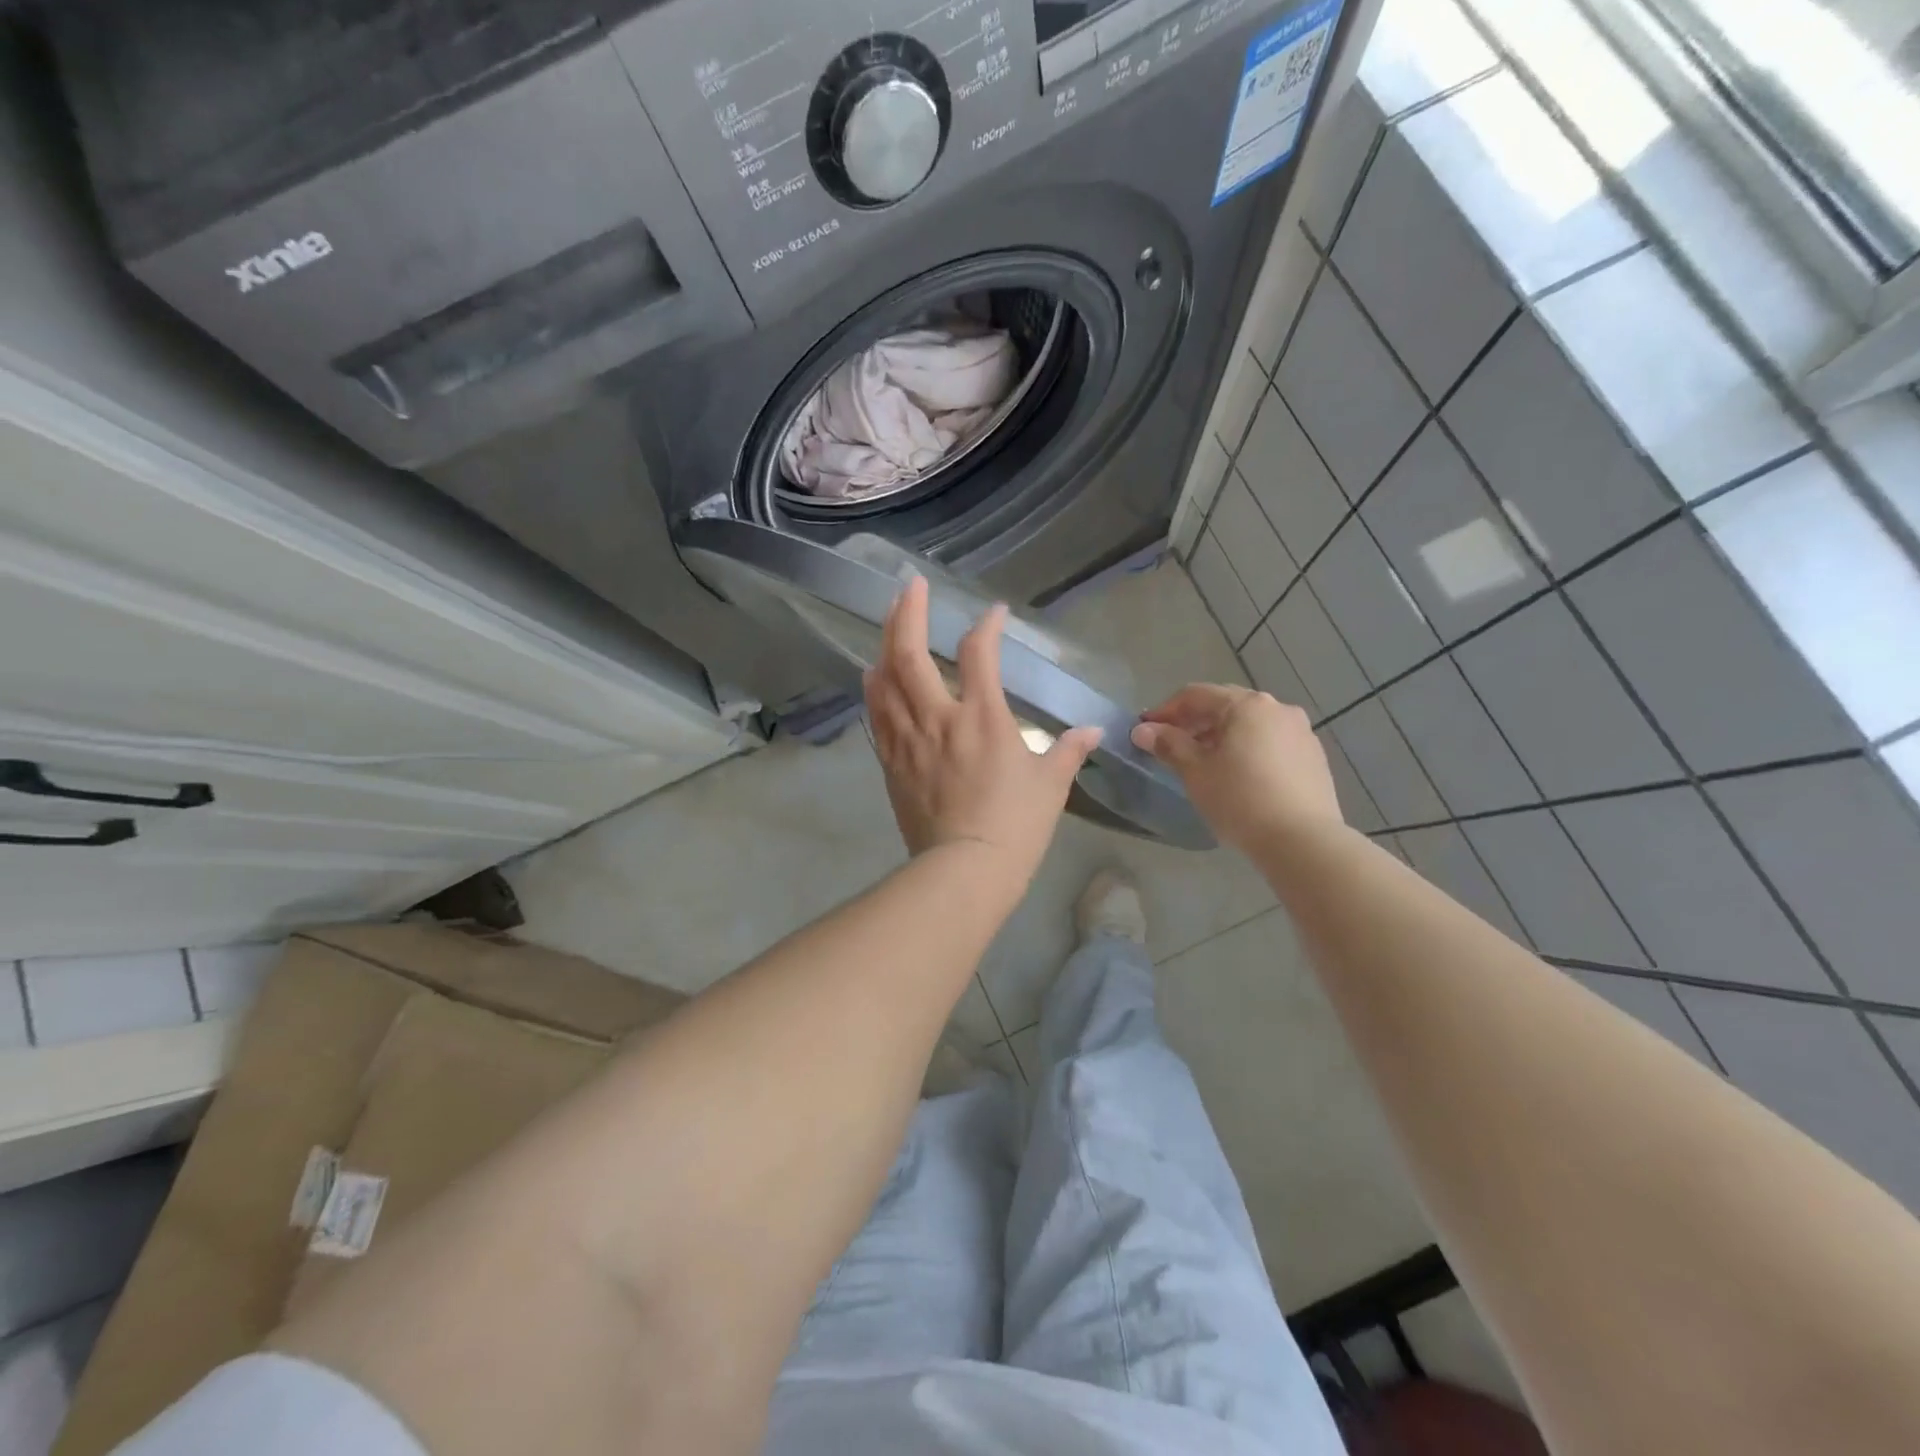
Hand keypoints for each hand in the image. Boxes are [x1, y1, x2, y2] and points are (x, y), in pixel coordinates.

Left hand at [864, 577, 1102, 893]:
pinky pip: (876, 717)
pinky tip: (872, 678)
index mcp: (983, 717)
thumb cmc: (1015, 827)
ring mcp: (908, 740)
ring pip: (884, 681)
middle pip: (910, 653)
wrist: (964, 871)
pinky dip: (874, 691)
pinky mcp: (891, 763)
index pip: (979, 653)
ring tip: (887, 624)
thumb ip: (1069, 751)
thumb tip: (1092, 731)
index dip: (987, 626)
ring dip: (883, 646)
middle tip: (908, 587)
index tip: (994, 614)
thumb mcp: (1051, 786)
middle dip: (907, 613)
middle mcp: (938, 718)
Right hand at [1130, 684, 1344, 853]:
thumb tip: (1143, 730)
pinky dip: (1248, 749)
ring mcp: (1301, 732)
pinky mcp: (1314, 757)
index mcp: (1247, 705)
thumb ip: (1169, 745)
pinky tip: (1238, 775)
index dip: (1166, 711)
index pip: (1196, 695)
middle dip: (1195, 722)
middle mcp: (1278, 708)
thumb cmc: (1240, 799)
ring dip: (1222, 736)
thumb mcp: (1196, 772)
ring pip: (1250, 724)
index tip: (1146, 731)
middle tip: (1172, 745)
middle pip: (1226, 705)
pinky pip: (1271, 742)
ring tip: (1204, 762)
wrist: (1302, 840)